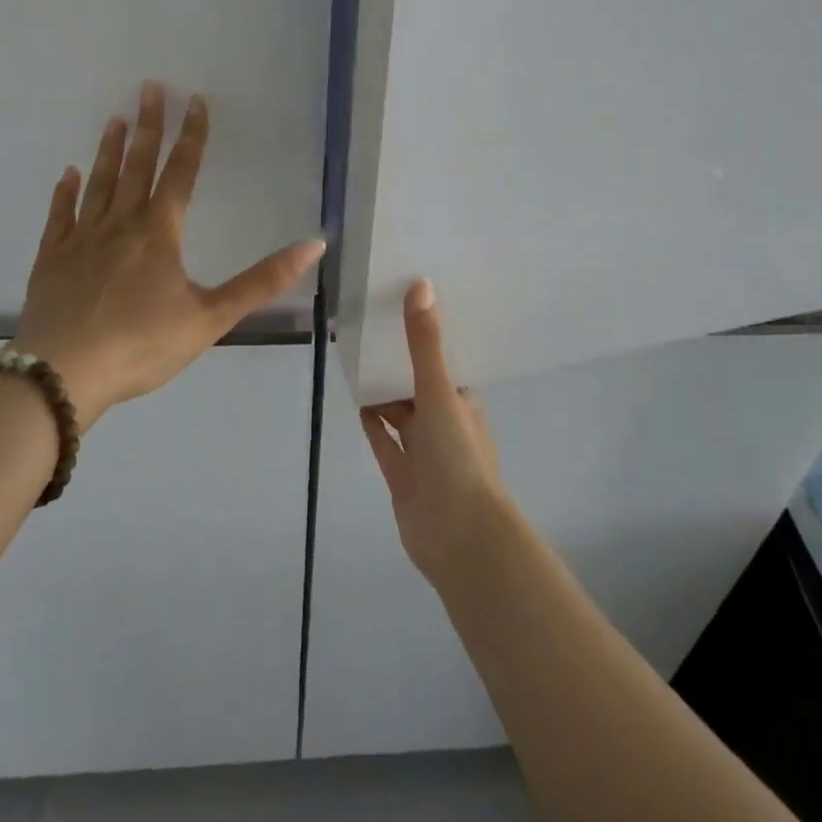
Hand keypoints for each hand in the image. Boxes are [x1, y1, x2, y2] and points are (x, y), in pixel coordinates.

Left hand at [10, 81, 324, 427]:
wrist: (62, 375)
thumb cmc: (142, 345)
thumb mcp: (212, 317)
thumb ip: (262, 281)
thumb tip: (315, 245)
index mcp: (159, 232)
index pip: (181, 173)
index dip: (192, 136)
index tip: (195, 100)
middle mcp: (120, 224)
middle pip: (137, 166)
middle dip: (148, 125)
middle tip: (149, 87)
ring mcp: (81, 239)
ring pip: (99, 183)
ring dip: (109, 150)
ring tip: (115, 118)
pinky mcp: (51, 258)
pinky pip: (59, 215)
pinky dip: (65, 192)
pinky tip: (68, 174)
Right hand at [361, 281, 511, 585]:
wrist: (459, 537)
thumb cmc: (457, 456)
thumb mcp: (440, 391)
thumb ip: (425, 343)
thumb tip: (421, 285)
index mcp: (463, 401)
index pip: (444, 361)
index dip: (428, 336)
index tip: (406, 305)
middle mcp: (445, 422)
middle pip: (420, 385)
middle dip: (400, 362)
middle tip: (373, 325)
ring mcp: (423, 452)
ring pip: (401, 412)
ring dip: (385, 391)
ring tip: (358, 356)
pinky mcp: (402, 476)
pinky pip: (385, 441)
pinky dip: (374, 422)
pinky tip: (358, 400)